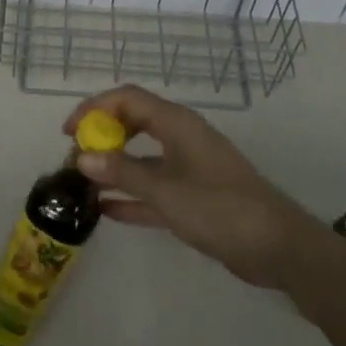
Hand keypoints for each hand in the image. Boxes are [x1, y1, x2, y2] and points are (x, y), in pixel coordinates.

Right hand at [63, 86, 324, 290]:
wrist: (276, 246)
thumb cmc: (220, 207)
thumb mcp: (166, 190)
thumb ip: (123, 173)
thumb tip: (82, 158)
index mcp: (176, 124)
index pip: (127, 99)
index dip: (95, 108)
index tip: (70, 132)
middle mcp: (180, 138)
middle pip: (132, 123)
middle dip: (102, 136)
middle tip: (75, 157)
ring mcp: (188, 167)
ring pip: (141, 157)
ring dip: (113, 167)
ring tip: (82, 183)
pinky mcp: (193, 197)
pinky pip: (153, 188)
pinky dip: (131, 195)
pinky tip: (106, 210)